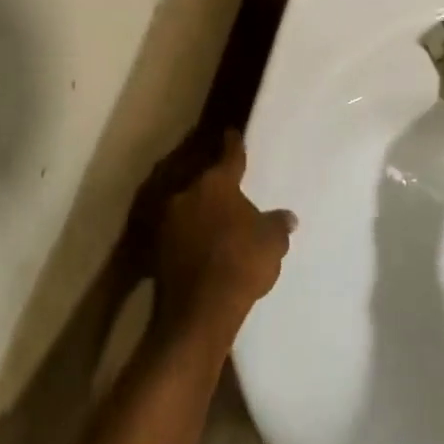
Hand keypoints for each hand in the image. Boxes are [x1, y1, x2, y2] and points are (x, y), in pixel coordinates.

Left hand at [153, 130, 295, 345]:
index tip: (231, 132)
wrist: (198, 311)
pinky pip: (178, 230)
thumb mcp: (272, 242)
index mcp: (217, 184)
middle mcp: (187, 193)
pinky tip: (201, 243)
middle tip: (227, 184)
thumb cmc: (241, 263)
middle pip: (202, 179)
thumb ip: (278, 224)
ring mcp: (167, 220)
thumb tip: (287, 217)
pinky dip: (189, 232)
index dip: (233, 144)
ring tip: (215, 218)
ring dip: (199, 209)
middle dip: (214, 181)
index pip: (229, 156)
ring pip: (187, 205)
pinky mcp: (156, 247)